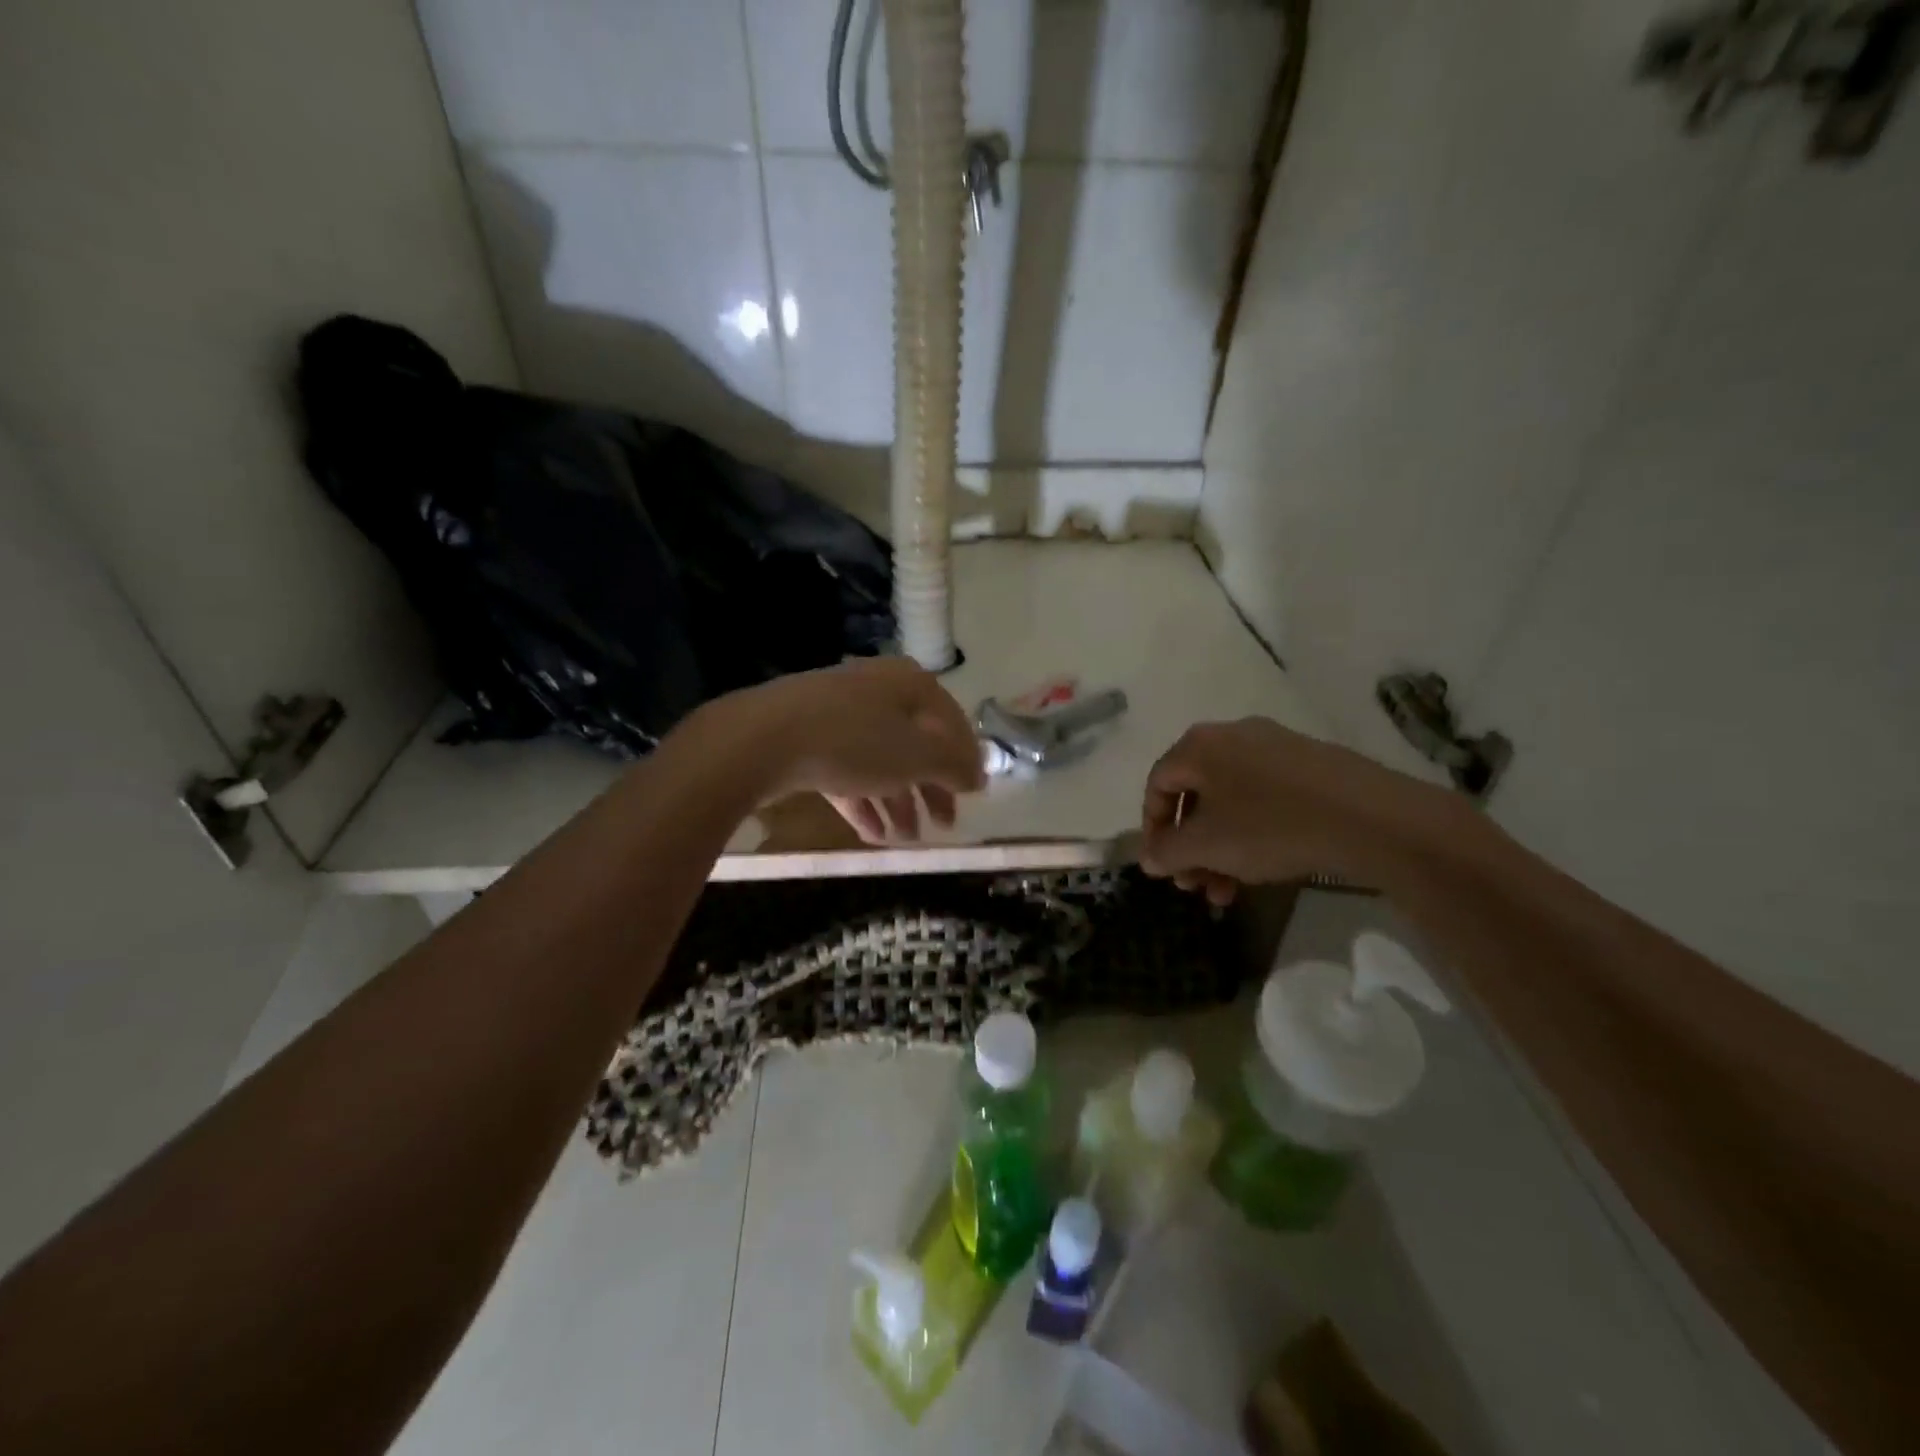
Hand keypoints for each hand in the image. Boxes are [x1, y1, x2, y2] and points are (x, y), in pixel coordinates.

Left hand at [724, 657, 985, 842]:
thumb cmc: (855, 741)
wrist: (762, 739)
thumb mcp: (917, 756)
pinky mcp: (808, 739)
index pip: (951, 721)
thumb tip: (978, 776)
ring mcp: (838, 714)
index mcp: (909, 684)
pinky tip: (873, 834)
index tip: (974, 794)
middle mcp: (876, 692)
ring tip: (906, 839)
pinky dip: (864, 800)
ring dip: (898, 802)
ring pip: (880, 761)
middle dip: (930, 787)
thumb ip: (953, 766)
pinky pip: (847, 771)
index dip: (966, 758)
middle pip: (915, 743)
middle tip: (944, 824)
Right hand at [1140, 717, 1461, 899]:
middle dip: (1190, 847)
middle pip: (1195, 796)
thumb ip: (1168, 852)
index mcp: (1200, 746)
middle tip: (1195, 885)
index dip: (1152, 828)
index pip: (1157, 784)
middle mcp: (1232, 736)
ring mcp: (1275, 747)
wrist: (1371, 818)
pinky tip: (1263, 868)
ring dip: (1220, 848)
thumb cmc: (1271, 827)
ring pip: (1230, 802)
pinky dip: (1251, 833)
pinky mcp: (1309, 764)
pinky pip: (1263, 798)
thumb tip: (1149, 857)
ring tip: (1228, 891)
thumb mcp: (1207, 846)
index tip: (1161, 866)